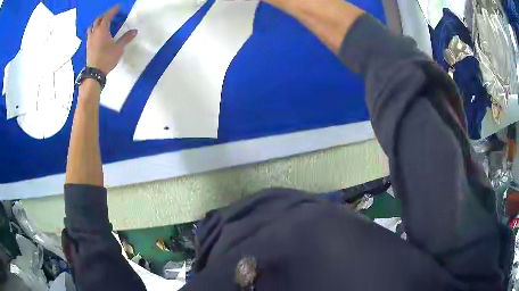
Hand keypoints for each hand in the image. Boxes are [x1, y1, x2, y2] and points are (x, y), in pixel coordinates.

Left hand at [86, 5, 136, 74]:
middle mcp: (95, 33)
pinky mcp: (88, 46)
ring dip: (97, 22)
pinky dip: (94, 30)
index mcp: (102, 30)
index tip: (118, 7)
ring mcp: (90, 40)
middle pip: (98, 20)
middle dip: (104, 15)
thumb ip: (126, 38)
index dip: (113, 10)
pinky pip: (90, 33)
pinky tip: (98, 33)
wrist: (94, 73)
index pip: (107, 16)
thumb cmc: (106, 59)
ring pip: (92, 26)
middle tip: (111, 14)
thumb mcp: (118, 48)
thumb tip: (134, 31)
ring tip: (102, 22)